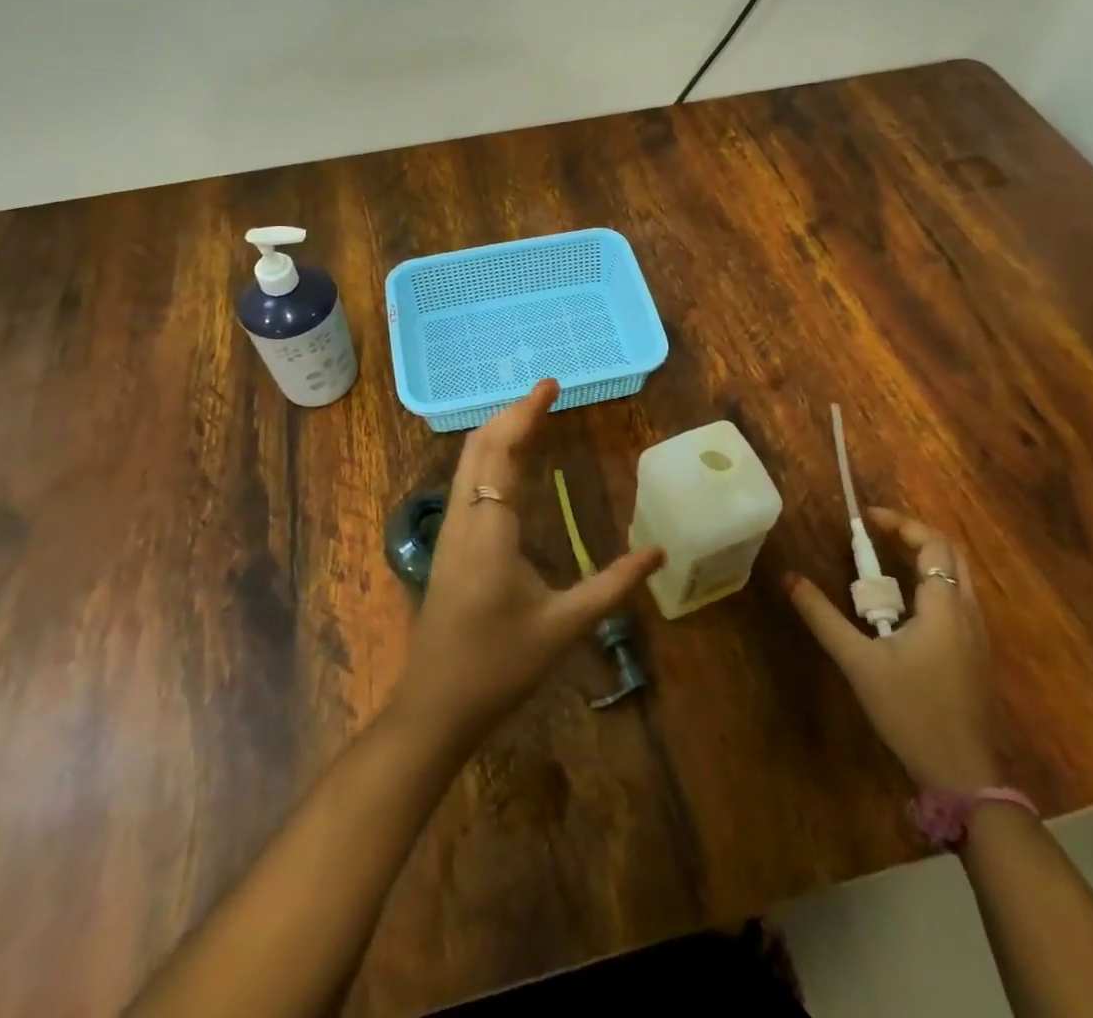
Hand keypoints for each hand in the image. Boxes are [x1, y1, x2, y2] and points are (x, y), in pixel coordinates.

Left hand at [391, 379, 664, 747]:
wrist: (434, 707)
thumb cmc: (498, 666)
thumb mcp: (563, 627)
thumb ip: (612, 586)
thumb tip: (658, 553)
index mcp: (489, 529)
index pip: (501, 450)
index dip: (525, 412)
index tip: (550, 385)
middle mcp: (463, 518)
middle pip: (478, 446)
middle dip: (510, 414)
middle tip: (547, 396)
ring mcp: (449, 531)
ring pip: (467, 462)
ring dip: (497, 432)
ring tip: (532, 419)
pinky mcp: (448, 545)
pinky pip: (465, 482)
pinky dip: (488, 457)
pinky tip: (510, 467)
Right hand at [785, 509, 1001, 791]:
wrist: (962, 774)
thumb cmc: (910, 711)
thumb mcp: (858, 662)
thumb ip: (823, 617)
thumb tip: (790, 578)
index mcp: (944, 606)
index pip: (932, 543)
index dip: (900, 523)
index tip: (866, 519)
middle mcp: (968, 612)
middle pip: (950, 554)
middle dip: (913, 535)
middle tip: (875, 535)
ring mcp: (977, 635)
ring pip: (958, 577)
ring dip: (923, 560)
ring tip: (883, 563)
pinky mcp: (976, 654)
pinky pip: (958, 600)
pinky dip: (931, 584)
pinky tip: (902, 606)